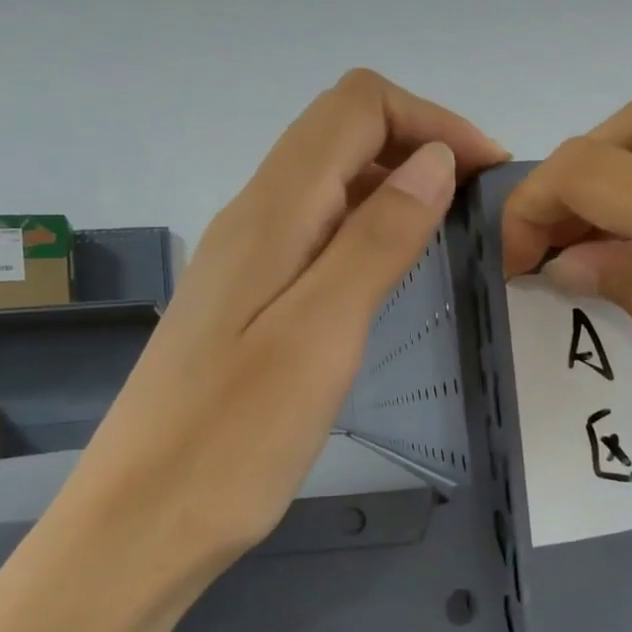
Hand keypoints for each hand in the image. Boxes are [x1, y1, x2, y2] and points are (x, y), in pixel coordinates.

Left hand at [63, 70, 507, 611]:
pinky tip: (394, 274)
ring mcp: (247, 260)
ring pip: (331, 183)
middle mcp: (254, 218)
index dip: (431, 119)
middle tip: (480, 204)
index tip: (488, 172)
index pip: (356, 109)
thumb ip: (378, 239)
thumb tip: (435, 160)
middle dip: (421, 145)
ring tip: (452, 232)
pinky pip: (318, 232)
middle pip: (342, 135)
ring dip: (398, 186)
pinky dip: (370, 229)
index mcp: (271, 212)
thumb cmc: (235, 438)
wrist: (143, 523)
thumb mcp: (322, 333)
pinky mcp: (249, 301)